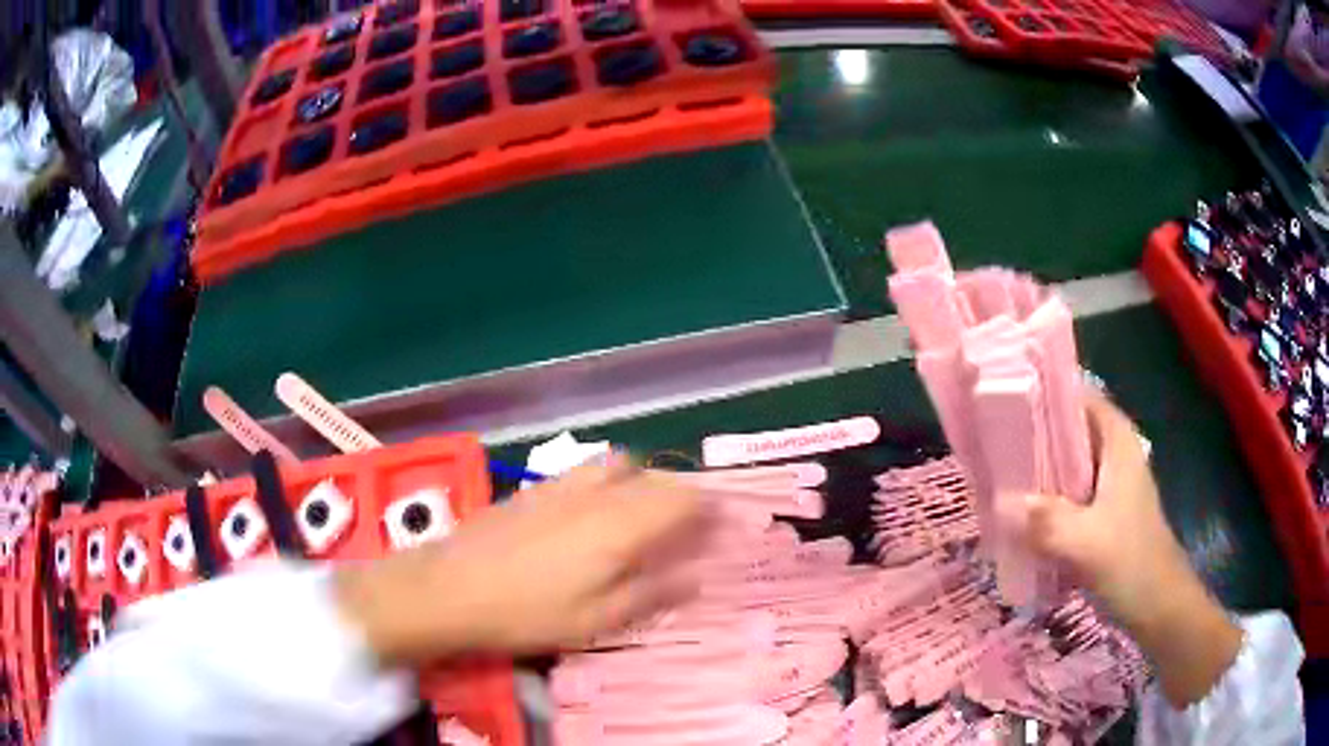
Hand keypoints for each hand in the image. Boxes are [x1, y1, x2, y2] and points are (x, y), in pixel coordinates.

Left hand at [334, 455, 710, 666]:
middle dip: (681, 497)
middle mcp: (598, 492)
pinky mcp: (536, 488)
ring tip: (643, 520)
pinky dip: (609, 483)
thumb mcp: (599, 618)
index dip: (710, 509)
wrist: (451, 587)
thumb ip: (654, 592)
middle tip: (686, 531)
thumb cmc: (529, 612)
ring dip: (644, 484)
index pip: (684, 498)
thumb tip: (698, 576)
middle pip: (656, 477)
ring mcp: (563, 484)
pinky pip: (588, 472)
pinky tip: (594, 516)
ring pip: (621, 466)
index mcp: (622, 524)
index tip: (722, 529)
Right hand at [1017, 394, 1190, 629]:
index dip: (1045, 394)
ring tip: (998, 476)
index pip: (1080, 398)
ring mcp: (1109, 486)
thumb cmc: (1131, 563)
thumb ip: (1046, 522)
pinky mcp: (1103, 514)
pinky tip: (1020, 516)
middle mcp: (1114, 455)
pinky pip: (1068, 494)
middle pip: (1070, 430)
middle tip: (993, 443)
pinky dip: (1046, 499)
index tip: (1005, 401)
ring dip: (1038, 471)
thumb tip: (1001, 504)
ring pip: (1067, 465)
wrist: (1157, 606)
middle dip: (1034, 435)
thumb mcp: (1086, 543)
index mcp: (1117, 443)